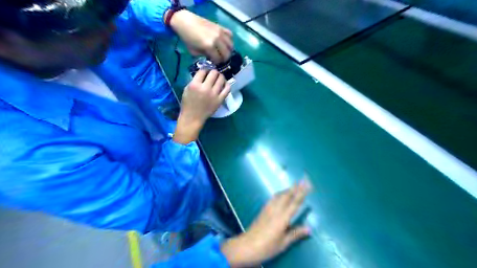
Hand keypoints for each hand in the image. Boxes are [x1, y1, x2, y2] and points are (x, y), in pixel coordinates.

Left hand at [171, 9, 233, 63]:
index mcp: (209, 46)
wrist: (185, 21)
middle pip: (227, 54)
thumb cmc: (188, 38)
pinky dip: (229, 40)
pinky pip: (230, 35)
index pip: (219, 59)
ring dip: (228, 51)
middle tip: (220, 59)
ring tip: (223, 52)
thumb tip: (212, 58)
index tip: (215, 63)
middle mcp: (217, 40)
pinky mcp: (220, 27)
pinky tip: (225, 43)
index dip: (217, 63)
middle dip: (224, 59)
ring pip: (231, 45)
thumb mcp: (194, 52)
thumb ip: (204, 56)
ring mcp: (220, 33)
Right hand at [173, 69, 230, 144]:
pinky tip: (224, 84)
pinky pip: (227, 89)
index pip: (203, 70)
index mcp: (195, 85)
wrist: (193, 117)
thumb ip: (195, 80)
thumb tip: (204, 73)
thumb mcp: (187, 89)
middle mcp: (205, 88)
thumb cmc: (188, 103)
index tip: (206, 71)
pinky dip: (226, 84)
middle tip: (213, 74)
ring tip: (219, 78)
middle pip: (213, 73)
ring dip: (220, 76)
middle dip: (213, 71)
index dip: (205, 69)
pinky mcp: (220, 100)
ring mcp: (214, 94)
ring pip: (221, 79)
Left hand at [221, 179, 313, 266]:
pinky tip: (280, 195)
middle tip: (303, 180)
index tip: (307, 185)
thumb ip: (295, 234)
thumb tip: (309, 228)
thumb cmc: (266, 247)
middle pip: (287, 195)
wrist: (247, 245)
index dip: (302, 193)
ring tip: (294, 186)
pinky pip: (273, 198)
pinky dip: (280, 194)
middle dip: (295, 187)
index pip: (295, 203)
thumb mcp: (283, 243)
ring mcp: (268, 209)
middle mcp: (275, 210)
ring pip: (279, 195)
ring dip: (287, 189)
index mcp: (282, 218)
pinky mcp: (263, 210)